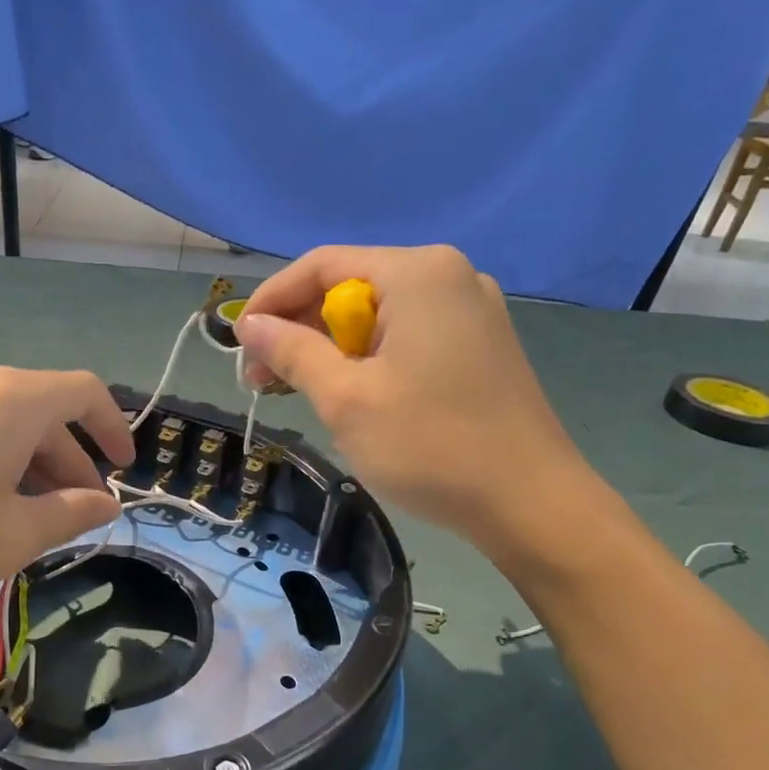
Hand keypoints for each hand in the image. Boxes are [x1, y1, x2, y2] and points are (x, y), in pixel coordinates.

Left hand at [0, 359, 134, 658]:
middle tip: (74, 513)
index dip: (113, 428)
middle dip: (67, 461)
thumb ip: (69, 513)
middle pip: (39, 410)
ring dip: (26, 463)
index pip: (83, 392)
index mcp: (7, 398)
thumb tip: (105, 503)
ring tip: (26, 518)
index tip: (124, 468)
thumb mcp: (11, 537)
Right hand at [235, 244, 613, 566]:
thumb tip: (250, 324)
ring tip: (301, 393)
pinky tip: (353, 395)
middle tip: (263, 381)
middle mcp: (449, 276)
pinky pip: (408, 337)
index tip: (238, 345)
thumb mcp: (345, 398)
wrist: (530, 503)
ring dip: (331, 349)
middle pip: (351, 288)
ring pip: (378, 316)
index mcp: (417, 273)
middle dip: (300, 330)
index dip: (271, 301)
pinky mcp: (481, 346)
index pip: (321, 266)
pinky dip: (369, 360)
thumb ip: (293, 352)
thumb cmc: (430, 445)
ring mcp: (472, 311)